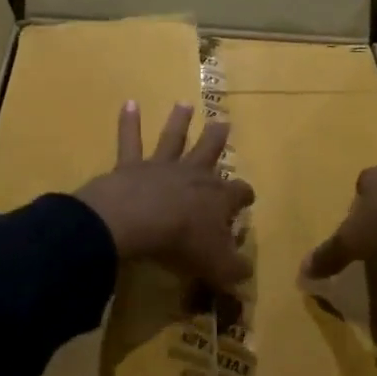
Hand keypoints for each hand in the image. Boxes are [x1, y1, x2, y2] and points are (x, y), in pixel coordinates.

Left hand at [75, 101, 255, 290]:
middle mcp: (193, 174)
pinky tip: (129, 103)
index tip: (247, 200)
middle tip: (223, 123)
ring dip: (179, 121)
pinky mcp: (131, 166)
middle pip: (209, 151)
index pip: (239, 193)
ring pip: (174, 139)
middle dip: (217, 139)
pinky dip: (129, 122)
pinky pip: (130, 141)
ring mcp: (162, 166)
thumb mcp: (218, 267)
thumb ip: (235, 270)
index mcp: (218, 197)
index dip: (245, 196)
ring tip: (184, 104)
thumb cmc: (182, 244)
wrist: (138, 223)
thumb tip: (245, 271)